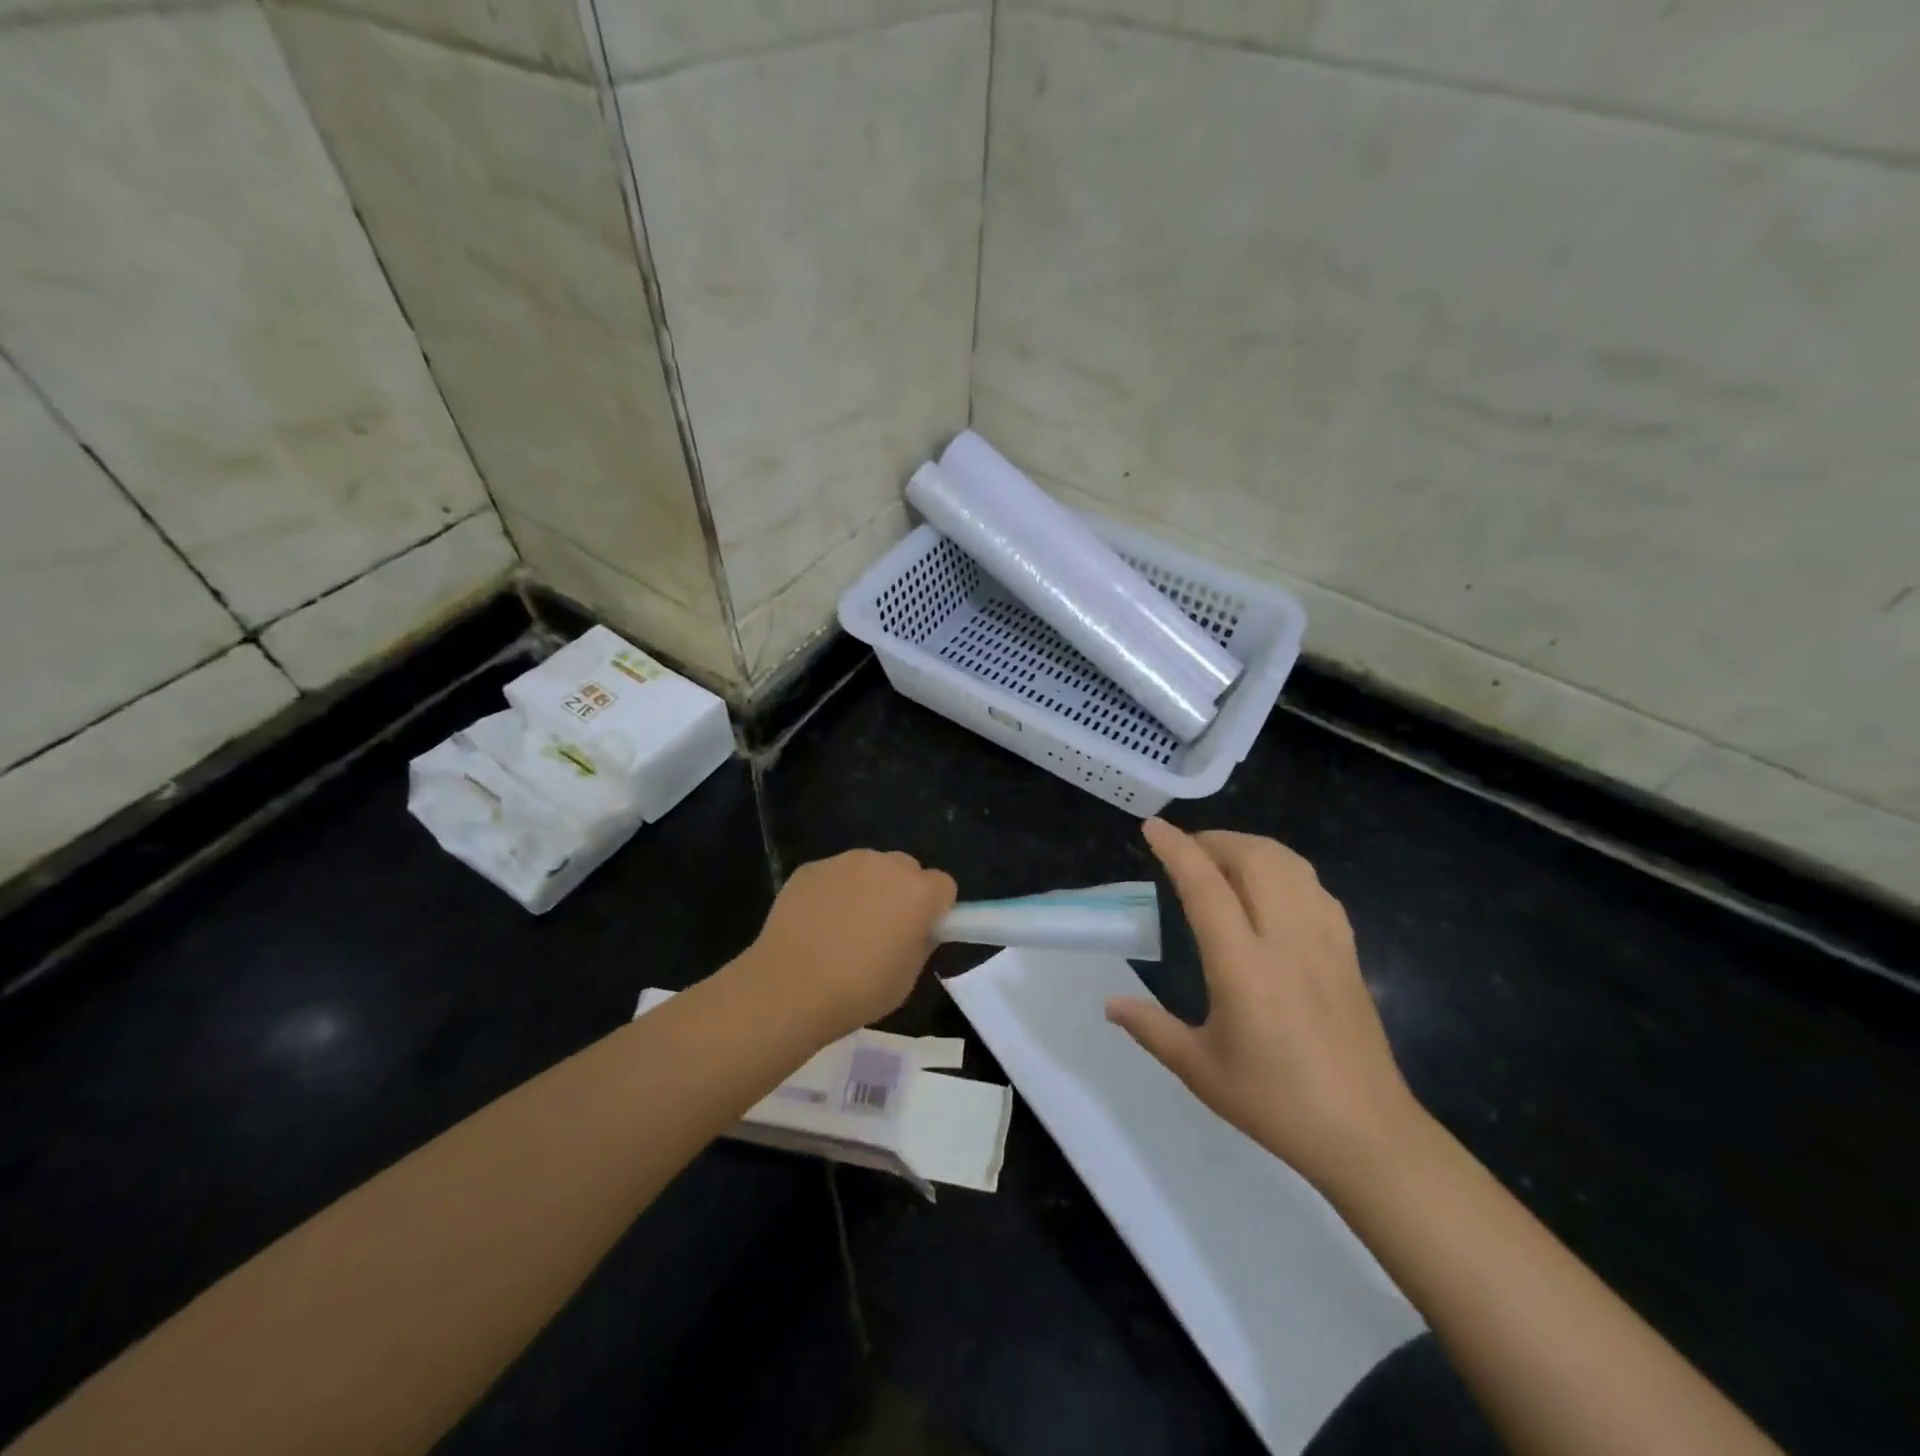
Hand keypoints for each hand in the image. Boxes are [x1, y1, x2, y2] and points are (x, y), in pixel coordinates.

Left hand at [746, 850, 956, 1038]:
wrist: (789, 987)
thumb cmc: (859, 990)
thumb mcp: (907, 978)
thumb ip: (920, 943)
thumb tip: (916, 929)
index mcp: (919, 892)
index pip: (943, 886)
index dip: (934, 909)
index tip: (919, 932)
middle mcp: (886, 865)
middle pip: (906, 869)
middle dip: (901, 892)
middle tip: (882, 930)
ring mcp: (845, 862)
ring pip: (868, 868)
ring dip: (866, 888)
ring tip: (842, 928)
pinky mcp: (811, 868)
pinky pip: (833, 876)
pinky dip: (831, 893)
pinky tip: (814, 925)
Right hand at [1107, 819, 1423, 1193]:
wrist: (1366, 1134)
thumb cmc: (1275, 1102)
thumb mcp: (1200, 1069)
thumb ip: (1151, 1029)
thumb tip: (1111, 1003)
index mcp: (1243, 966)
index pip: (1206, 887)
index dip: (1177, 850)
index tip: (1153, 827)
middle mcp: (1285, 940)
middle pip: (1254, 859)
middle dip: (1215, 840)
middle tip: (1186, 849)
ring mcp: (1323, 941)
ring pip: (1289, 865)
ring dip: (1251, 848)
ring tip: (1224, 859)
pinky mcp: (1348, 952)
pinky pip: (1315, 888)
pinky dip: (1285, 869)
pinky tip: (1271, 888)